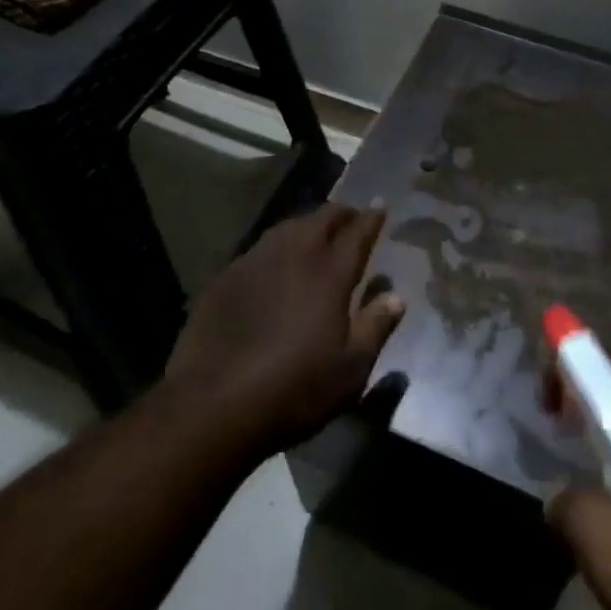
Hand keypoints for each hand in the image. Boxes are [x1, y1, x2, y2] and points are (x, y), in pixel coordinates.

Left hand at [164, 204, 404, 456]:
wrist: (214, 404)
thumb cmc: (294, 388)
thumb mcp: (350, 369)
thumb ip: (376, 326)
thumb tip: (395, 296)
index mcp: (330, 272)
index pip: (358, 232)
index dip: (372, 217)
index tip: (381, 205)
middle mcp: (295, 254)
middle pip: (322, 218)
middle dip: (341, 214)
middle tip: (351, 219)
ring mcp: (256, 261)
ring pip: (289, 227)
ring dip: (308, 225)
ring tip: (316, 234)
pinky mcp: (226, 277)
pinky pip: (260, 249)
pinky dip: (277, 248)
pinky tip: (275, 266)